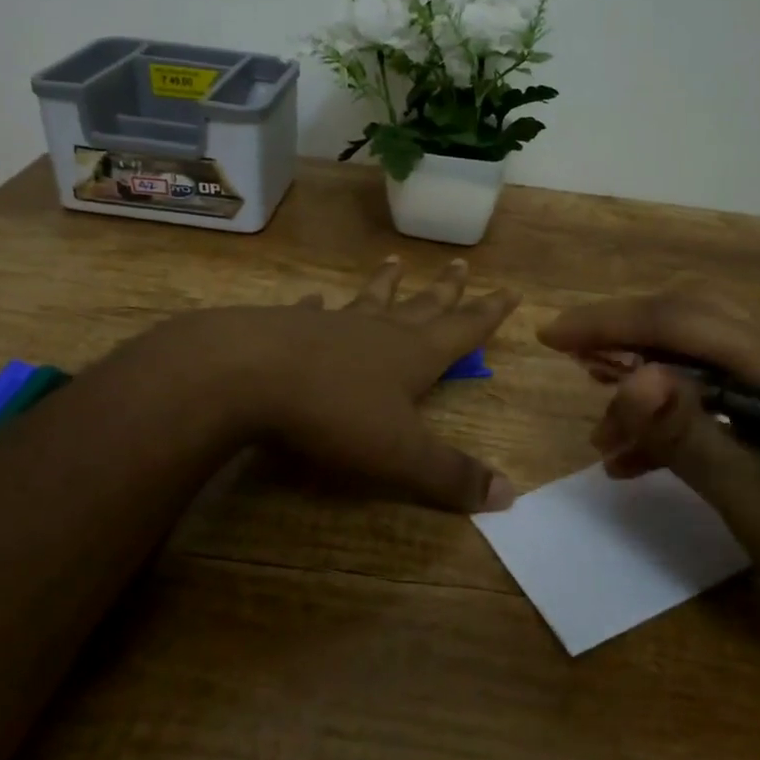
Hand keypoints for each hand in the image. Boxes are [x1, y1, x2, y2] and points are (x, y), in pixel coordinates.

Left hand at [150, 257, 520, 514]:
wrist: (247, 375)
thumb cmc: (333, 413)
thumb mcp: (400, 455)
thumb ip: (451, 475)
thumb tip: (509, 496)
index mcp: (413, 355)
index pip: (463, 330)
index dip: (489, 313)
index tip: (511, 289)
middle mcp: (378, 332)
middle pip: (421, 306)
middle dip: (446, 290)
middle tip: (461, 264)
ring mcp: (332, 325)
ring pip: (369, 301)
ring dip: (385, 285)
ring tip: (395, 263)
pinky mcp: (288, 328)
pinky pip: (311, 313)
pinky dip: (316, 306)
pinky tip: (312, 298)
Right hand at [538, 291, 759, 671]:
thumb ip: (691, 436)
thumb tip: (629, 374)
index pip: (682, 321)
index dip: (610, 321)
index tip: (551, 337)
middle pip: (694, 323)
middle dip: (627, 336)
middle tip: (576, 364)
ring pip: (706, 364)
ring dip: (649, 385)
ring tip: (602, 432)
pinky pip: (722, 406)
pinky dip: (677, 423)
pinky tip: (640, 463)